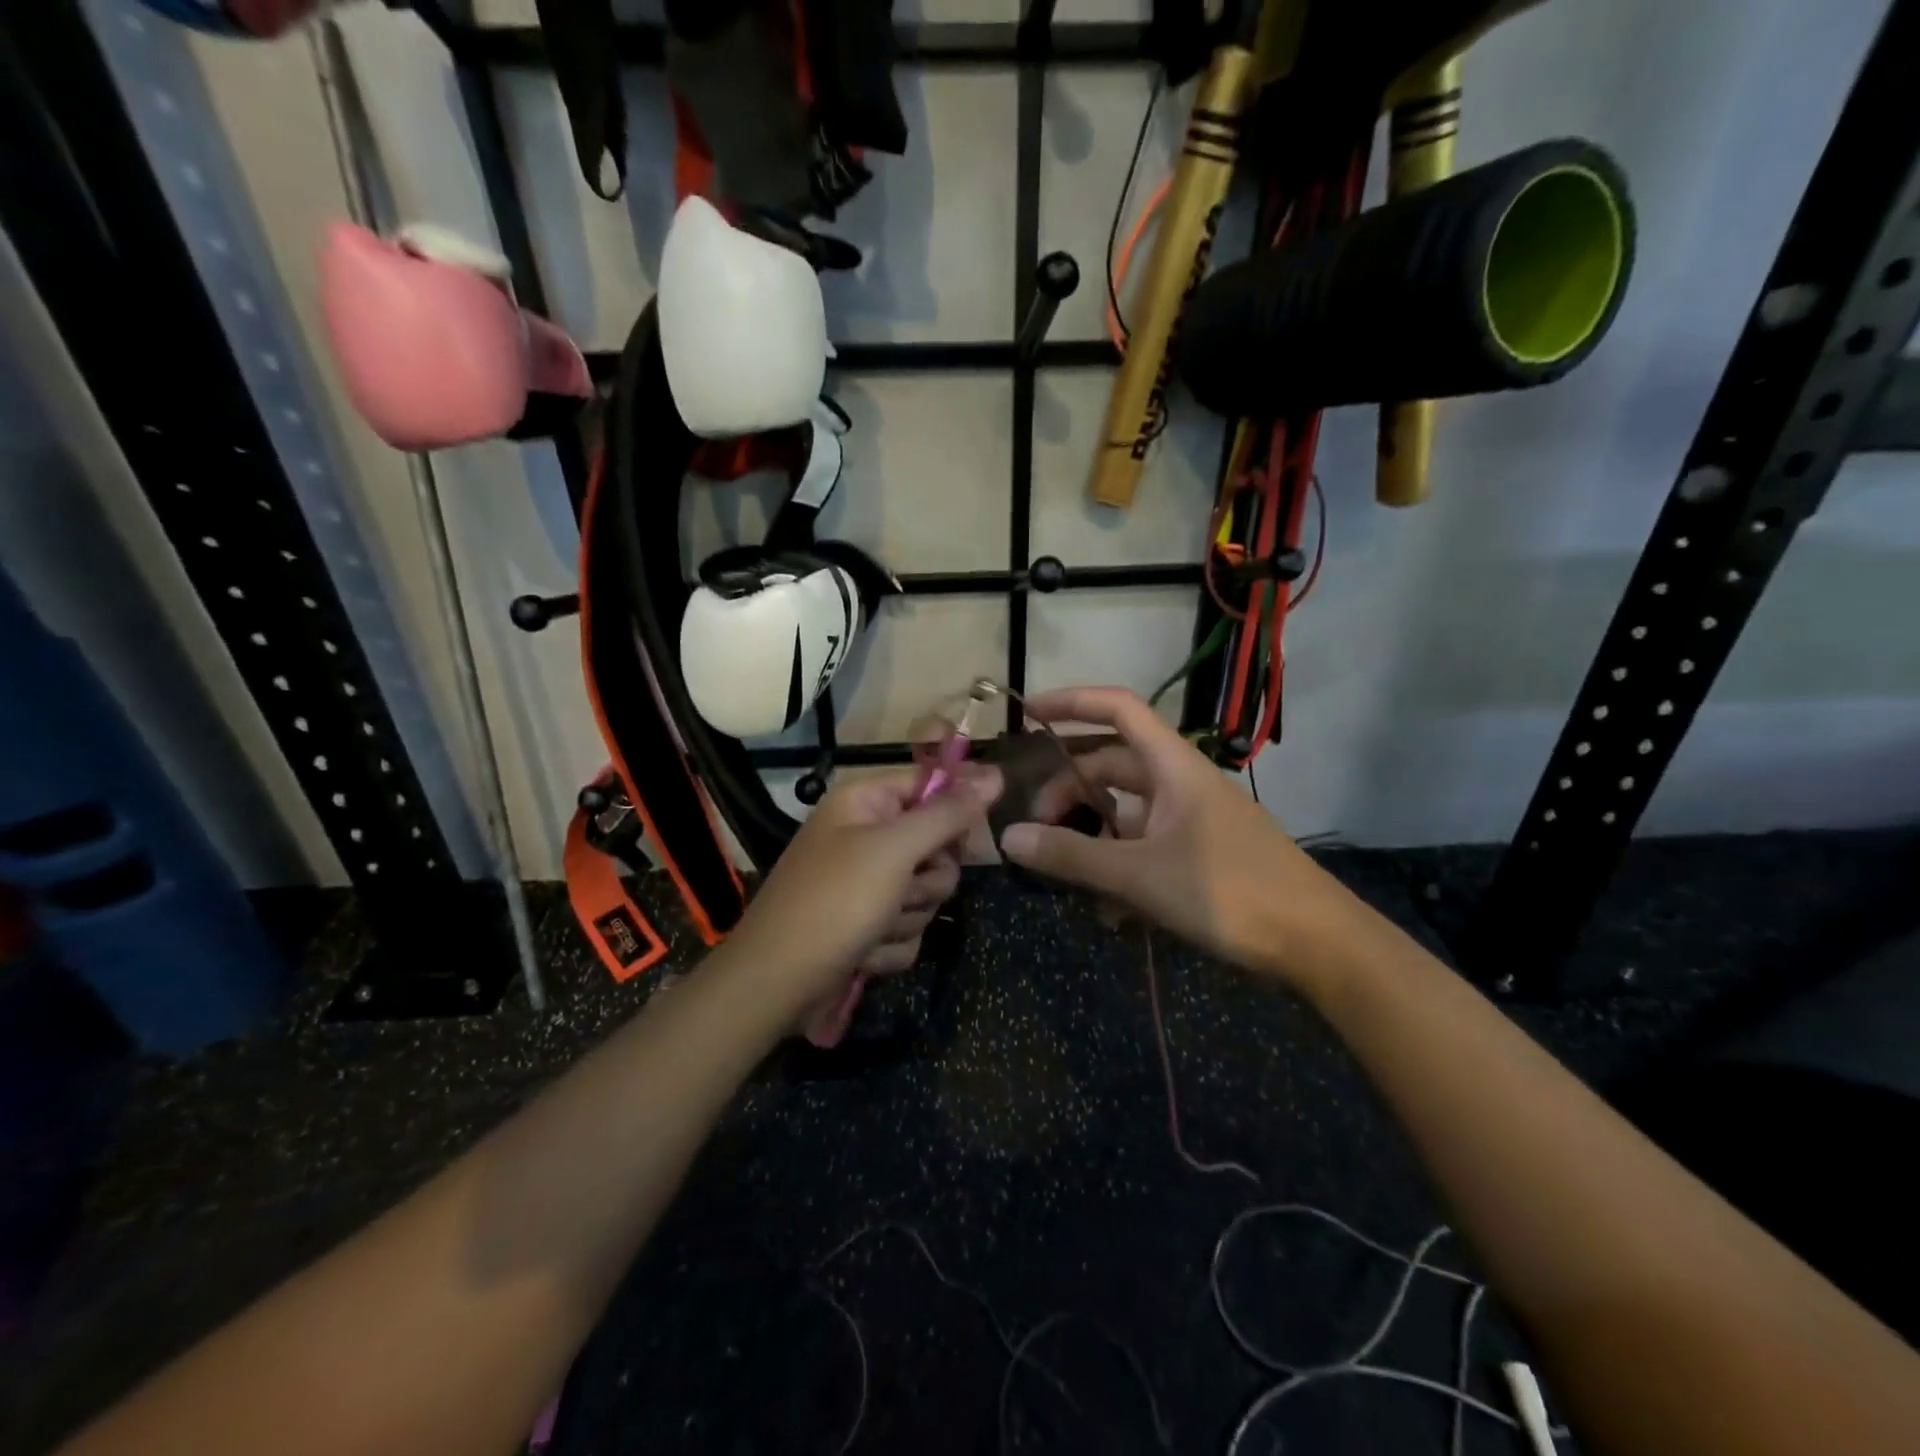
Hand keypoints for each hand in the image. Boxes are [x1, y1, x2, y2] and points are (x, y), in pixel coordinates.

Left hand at [724, 765, 1001, 1028]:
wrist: (775, 984)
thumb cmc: (834, 903)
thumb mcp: (894, 851)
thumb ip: (947, 814)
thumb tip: (994, 774)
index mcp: (865, 803)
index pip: (929, 784)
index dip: (956, 807)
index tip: (976, 836)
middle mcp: (866, 835)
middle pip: (936, 844)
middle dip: (927, 878)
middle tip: (904, 889)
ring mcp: (867, 883)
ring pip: (926, 891)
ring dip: (908, 916)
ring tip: (874, 928)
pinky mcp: (868, 923)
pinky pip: (909, 926)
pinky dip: (892, 944)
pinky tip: (864, 953)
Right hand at [997, 687, 1346, 987]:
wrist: (1318, 943)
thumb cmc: (1229, 892)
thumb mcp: (1140, 875)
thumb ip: (1072, 856)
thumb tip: (1008, 838)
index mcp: (1173, 767)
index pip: (1119, 709)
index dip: (1072, 701)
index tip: (1028, 714)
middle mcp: (1181, 784)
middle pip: (1111, 767)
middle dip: (1068, 793)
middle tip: (1035, 831)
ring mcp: (1192, 820)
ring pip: (1125, 814)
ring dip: (1093, 841)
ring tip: (1070, 882)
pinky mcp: (1201, 853)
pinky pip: (1145, 847)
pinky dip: (1121, 868)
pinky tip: (1114, 913)